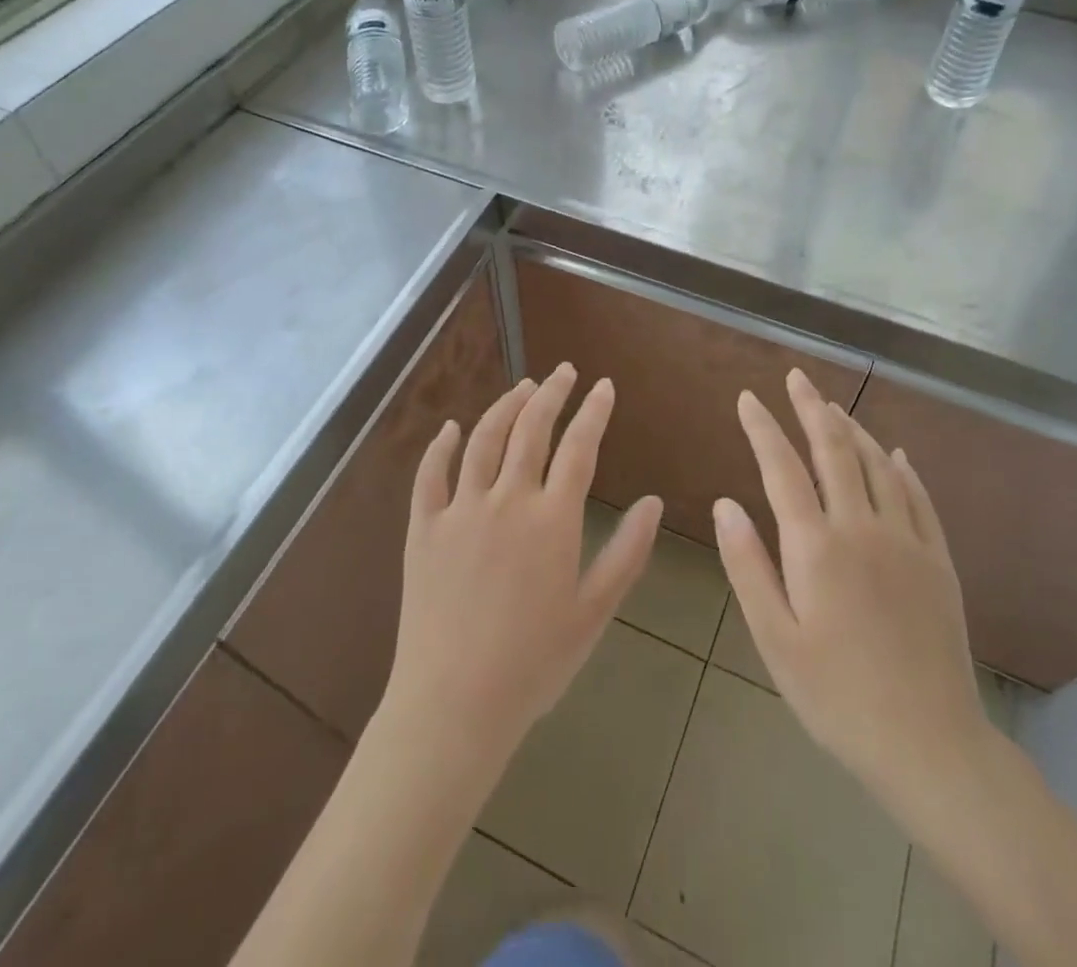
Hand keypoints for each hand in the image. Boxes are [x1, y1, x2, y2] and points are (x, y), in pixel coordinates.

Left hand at [381, 363, 662, 768]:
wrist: (454, 703)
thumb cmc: (534, 663)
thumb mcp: (594, 612)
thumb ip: (627, 553)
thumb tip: (652, 502)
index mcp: (552, 520)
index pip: (579, 448)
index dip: (593, 412)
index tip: (604, 386)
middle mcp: (507, 500)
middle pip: (531, 430)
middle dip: (552, 393)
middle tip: (564, 372)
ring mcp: (461, 510)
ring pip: (484, 440)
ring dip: (505, 406)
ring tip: (523, 387)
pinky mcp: (424, 528)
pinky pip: (430, 475)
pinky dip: (440, 446)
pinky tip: (450, 428)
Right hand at [714, 369, 992, 812]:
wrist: (929, 743)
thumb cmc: (836, 696)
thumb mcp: (775, 639)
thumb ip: (748, 566)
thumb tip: (726, 504)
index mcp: (816, 547)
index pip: (782, 468)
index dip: (762, 428)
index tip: (748, 397)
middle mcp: (862, 528)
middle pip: (834, 451)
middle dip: (811, 408)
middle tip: (796, 377)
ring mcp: (906, 541)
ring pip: (877, 465)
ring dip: (852, 429)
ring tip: (833, 406)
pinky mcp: (937, 561)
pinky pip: (919, 498)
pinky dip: (902, 468)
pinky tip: (894, 454)